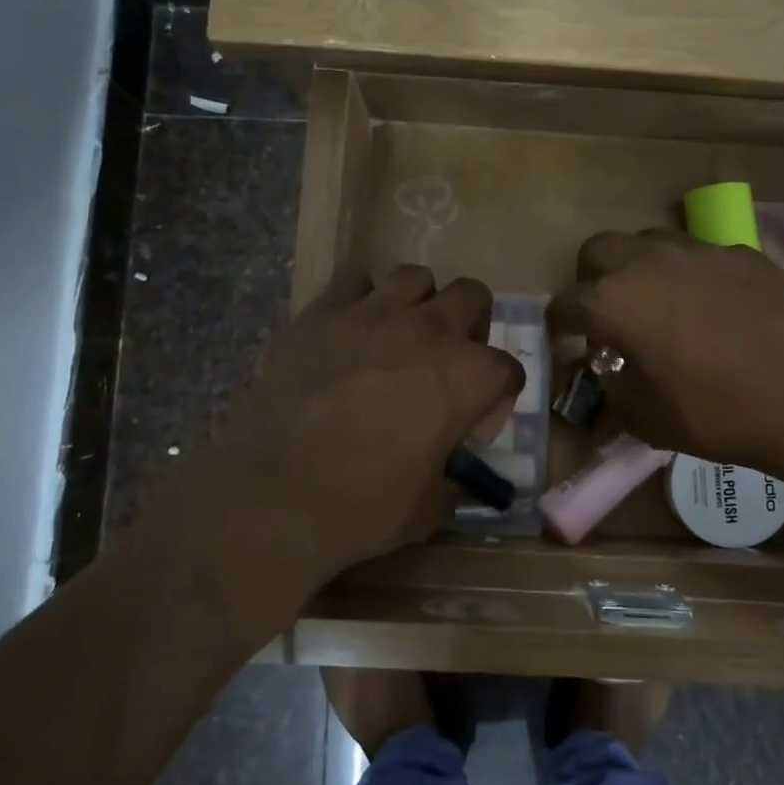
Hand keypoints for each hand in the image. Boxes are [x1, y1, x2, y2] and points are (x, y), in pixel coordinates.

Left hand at [186, 265, 523, 586]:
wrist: (275, 495)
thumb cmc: (364, 506)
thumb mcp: (428, 507)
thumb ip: (451, 480)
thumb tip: (453, 477)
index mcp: (468, 375)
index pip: (508, 368)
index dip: (496, 397)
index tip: (472, 424)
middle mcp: (430, 330)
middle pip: (472, 296)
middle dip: (470, 325)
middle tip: (446, 360)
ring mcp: (374, 313)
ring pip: (415, 277)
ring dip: (418, 303)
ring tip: (400, 335)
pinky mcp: (324, 312)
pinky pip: (354, 280)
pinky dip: (361, 300)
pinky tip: (351, 330)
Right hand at [548, 231, 783, 479]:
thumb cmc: (718, 413)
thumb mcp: (648, 419)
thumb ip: (613, 392)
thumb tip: (608, 378)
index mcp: (614, 302)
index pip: (564, 303)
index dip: (560, 327)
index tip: (571, 347)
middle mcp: (647, 262)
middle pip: (598, 250)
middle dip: (592, 280)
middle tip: (610, 314)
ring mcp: (698, 250)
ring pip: (648, 240)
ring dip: (640, 268)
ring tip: (660, 303)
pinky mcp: (741, 252)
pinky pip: (700, 253)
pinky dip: (692, 273)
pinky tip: (715, 306)